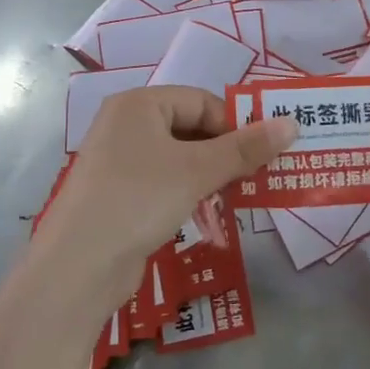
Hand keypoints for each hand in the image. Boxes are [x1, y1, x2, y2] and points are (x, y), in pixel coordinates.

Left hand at [25, 87, 294, 333]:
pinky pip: (165, 182)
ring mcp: (119, 162)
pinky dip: (190, 191)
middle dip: (226, 151)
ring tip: (239, 194)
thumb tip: (292, 123)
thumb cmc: (139, 200)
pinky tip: (208, 212)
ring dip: (212, 173)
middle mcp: (126, 125)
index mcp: (139, 104)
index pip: (201, 101)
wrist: (77, 267)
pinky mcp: (120, 195)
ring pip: (180, 157)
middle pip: (191, 127)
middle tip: (258, 174)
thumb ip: (245, 148)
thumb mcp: (197, 171)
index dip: (235, 124)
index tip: (263, 152)